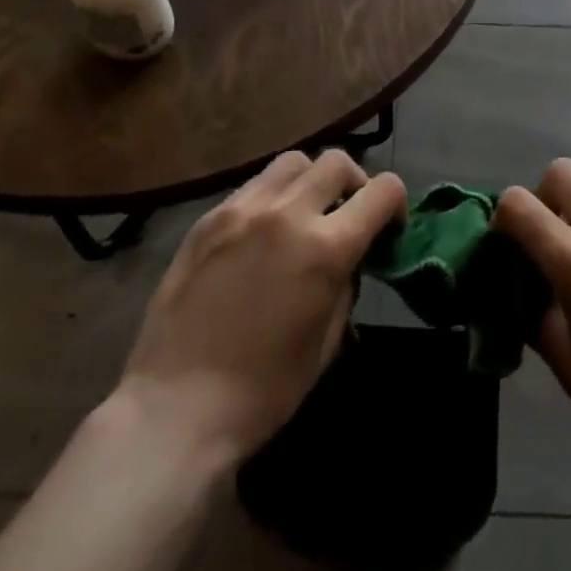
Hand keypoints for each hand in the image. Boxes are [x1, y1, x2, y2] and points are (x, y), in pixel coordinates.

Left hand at [121, 148, 405, 463]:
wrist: (175, 408)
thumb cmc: (263, 391)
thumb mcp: (327, 343)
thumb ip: (345, 285)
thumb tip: (348, 259)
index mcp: (326, 247)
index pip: (383, 190)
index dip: (395, 204)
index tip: (388, 227)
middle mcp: (287, 213)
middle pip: (338, 162)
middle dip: (354, 184)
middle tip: (346, 216)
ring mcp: (243, 209)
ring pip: (293, 162)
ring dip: (310, 181)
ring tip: (302, 215)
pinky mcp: (209, 218)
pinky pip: (254, 186)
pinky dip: (272, 197)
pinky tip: (261, 233)